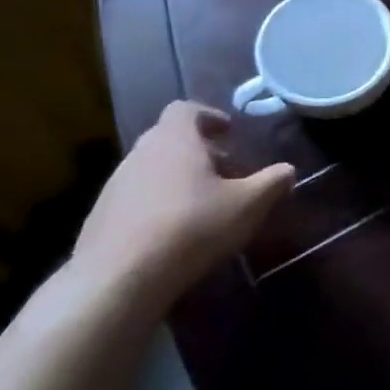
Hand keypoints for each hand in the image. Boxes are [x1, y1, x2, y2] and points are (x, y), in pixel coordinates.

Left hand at [71, 101, 293, 310]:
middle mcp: (140, 153)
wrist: (118, 279)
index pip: (186, 109)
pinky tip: (174, 232)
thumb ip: (272, 183)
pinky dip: (158, 203)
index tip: (228, 132)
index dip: (209, 116)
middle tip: (225, 171)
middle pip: (170, 138)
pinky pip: (136, 197)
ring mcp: (115, 185)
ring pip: (153, 168)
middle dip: (199, 150)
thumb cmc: (191, 228)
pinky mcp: (101, 216)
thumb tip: (288, 170)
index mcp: (175, 139)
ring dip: (178, 177)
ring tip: (203, 204)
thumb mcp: (247, 205)